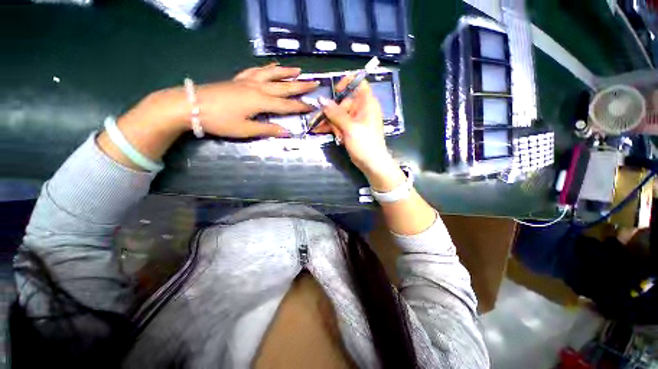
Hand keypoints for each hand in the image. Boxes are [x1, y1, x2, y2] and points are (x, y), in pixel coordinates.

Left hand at [153, 63, 317, 137]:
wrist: (191, 105)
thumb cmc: (219, 120)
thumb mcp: (245, 130)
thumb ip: (267, 129)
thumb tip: (287, 132)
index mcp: (261, 102)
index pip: (287, 105)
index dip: (301, 106)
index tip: (313, 106)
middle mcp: (258, 88)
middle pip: (283, 87)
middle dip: (300, 85)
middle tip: (314, 82)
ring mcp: (247, 81)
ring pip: (271, 75)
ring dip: (285, 72)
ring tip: (297, 69)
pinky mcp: (238, 79)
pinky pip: (255, 70)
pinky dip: (266, 68)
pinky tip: (271, 66)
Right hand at [317, 76, 404, 190]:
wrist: (372, 164)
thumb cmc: (365, 143)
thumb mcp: (350, 127)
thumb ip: (335, 113)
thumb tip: (321, 99)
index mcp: (367, 103)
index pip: (358, 83)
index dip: (346, 83)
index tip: (335, 92)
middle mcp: (361, 109)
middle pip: (343, 101)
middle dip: (333, 112)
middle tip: (324, 121)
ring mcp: (356, 120)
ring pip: (339, 114)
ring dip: (331, 123)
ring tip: (327, 132)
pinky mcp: (351, 130)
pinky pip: (339, 124)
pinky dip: (333, 128)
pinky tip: (322, 132)